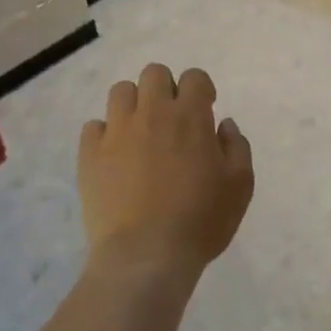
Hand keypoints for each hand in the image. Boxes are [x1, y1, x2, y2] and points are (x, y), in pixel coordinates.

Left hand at [79, 64, 253, 281]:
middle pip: (154, 74)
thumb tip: (223, 124)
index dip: (201, 90)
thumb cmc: (201, 220)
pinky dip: (106, 134)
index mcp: (190, 117)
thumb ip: (237, 146)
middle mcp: (152, 114)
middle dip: (166, 89)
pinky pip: (94, 126)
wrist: (146, 256)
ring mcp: (116, 132)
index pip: (194, 77)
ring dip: (134, 104)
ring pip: (121, 92)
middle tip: (172, 120)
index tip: (204, 111)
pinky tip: (116, 156)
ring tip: (141, 133)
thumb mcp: (240, 185)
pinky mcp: (90, 155)